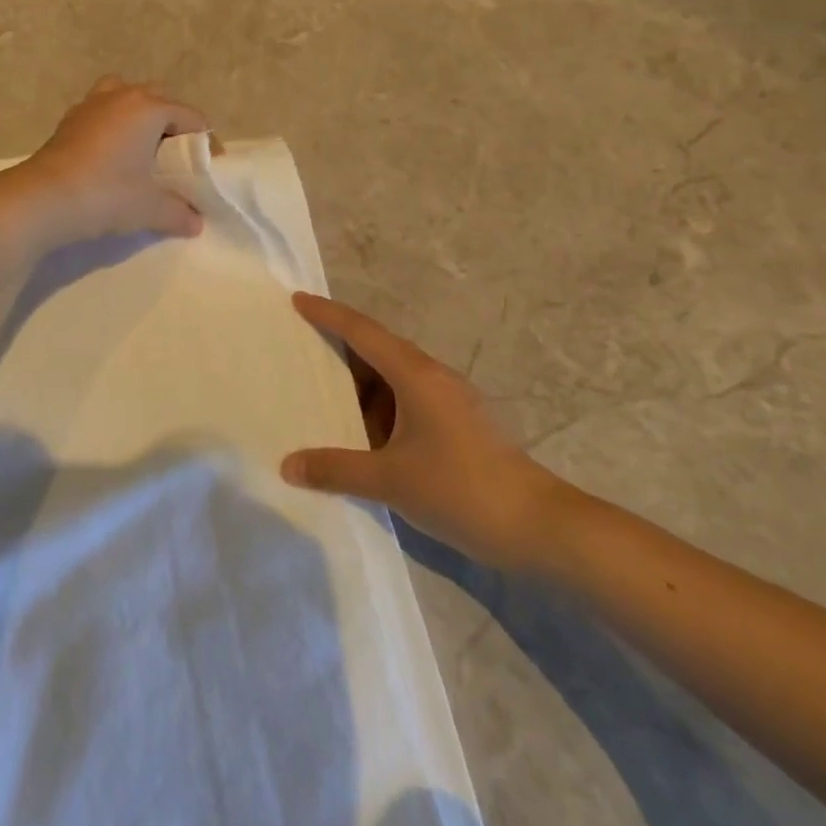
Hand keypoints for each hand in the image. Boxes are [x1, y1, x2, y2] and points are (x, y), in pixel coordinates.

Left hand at [2, 77, 209, 248]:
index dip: (206, 142)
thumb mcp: (150, 208)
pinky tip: (112, 153)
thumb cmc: (106, 194)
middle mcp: (122, 96)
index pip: (191, 117)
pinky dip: (113, 124)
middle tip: (177, 156)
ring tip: (143, 145)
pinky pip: (102, 111)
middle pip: (159, 98)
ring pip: (125, 95)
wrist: (43, 199)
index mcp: (149, 108)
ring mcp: (91, 104)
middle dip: (174, 122)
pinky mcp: (69, 120)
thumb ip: (178, 212)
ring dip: (139, 114)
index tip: (209, 169)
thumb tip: (195, 222)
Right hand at [281, 294, 575, 570]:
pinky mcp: (455, 425)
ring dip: (359, 384)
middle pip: (377, 349)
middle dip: (339, 347)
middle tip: (299, 348)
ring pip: (392, 379)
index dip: (328, 314)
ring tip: (319, 392)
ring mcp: (447, 401)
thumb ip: (335, 470)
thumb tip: (288, 466)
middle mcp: (431, 378)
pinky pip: (405, 402)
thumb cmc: (461, 489)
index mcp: (415, 375)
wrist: (538, 526)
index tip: (298, 299)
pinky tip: (359, 433)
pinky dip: (377, 408)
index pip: (363, 332)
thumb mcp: (390, 480)